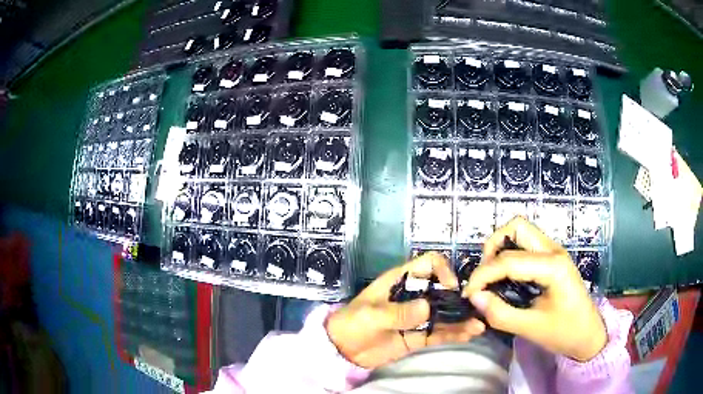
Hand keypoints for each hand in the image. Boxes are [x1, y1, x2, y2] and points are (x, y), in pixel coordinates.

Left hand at [326, 252, 485, 368]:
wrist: (343, 350)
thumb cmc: (352, 324)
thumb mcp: (371, 315)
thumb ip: (398, 312)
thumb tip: (428, 307)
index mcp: (401, 281)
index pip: (428, 264)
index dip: (442, 271)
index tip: (450, 288)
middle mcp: (414, 296)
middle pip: (442, 291)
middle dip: (459, 299)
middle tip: (475, 309)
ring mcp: (418, 317)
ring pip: (444, 314)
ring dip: (461, 319)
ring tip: (478, 326)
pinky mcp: (418, 336)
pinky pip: (439, 334)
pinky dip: (453, 334)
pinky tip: (469, 335)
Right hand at [463, 216, 606, 361]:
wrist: (589, 334)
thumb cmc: (564, 332)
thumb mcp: (530, 328)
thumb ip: (499, 313)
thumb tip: (474, 297)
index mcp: (553, 266)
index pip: (508, 260)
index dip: (482, 275)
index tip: (468, 294)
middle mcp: (554, 250)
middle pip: (517, 227)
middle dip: (492, 247)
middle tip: (483, 276)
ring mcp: (555, 251)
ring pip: (522, 231)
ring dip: (501, 248)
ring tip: (491, 275)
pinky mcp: (553, 258)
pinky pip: (526, 244)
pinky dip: (510, 254)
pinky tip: (506, 277)